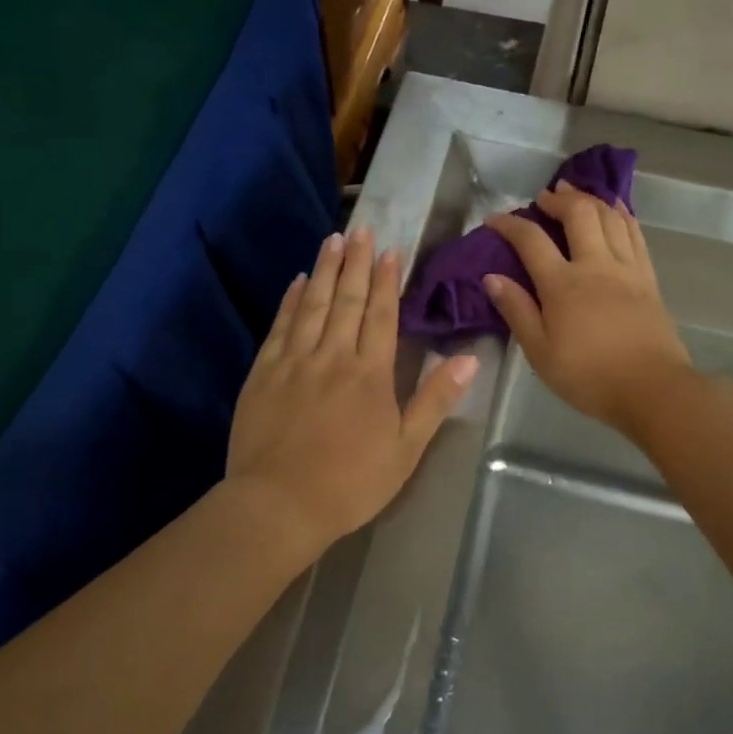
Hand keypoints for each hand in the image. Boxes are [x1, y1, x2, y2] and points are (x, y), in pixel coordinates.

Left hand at [228, 226, 478, 553]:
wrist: (279, 504)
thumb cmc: (351, 482)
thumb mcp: (406, 449)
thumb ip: (435, 400)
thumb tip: (468, 360)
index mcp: (370, 373)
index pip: (381, 315)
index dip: (386, 281)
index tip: (390, 250)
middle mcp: (333, 356)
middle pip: (347, 300)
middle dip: (356, 262)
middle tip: (362, 230)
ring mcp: (294, 362)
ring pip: (313, 305)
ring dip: (325, 270)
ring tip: (333, 240)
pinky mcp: (264, 373)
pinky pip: (281, 326)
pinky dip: (291, 300)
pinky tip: (298, 282)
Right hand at [484, 182, 694, 437]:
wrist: (652, 389)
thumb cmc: (589, 376)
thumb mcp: (540, 352)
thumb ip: (517, 311)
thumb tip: (492, 277)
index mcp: (562, 284)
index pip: (531, 240)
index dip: (509, 223)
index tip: (494, 218)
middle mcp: (595, 265)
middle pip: (578, 214)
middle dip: (557, 199)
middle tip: (543, 198)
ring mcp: (626, 268)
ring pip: (609, 216)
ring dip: (590, 198)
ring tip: (575, 194)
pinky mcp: (648, 277)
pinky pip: (635, 233)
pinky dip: (622, 214)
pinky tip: (615, 208)